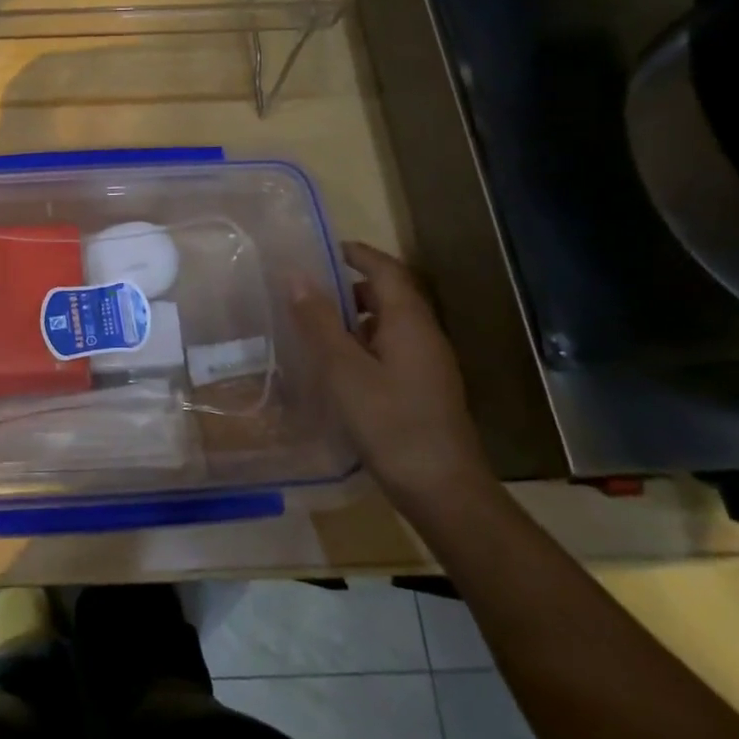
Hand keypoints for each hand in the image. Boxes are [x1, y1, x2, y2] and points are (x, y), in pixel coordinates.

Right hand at [292, 241, 494, 510]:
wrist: (444, 491)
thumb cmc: (390, 423)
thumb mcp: (343, 369)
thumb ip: (318, 321)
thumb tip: (295, 274)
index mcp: (409, 322)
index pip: (386, 270)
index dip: (357, 253)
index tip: (323, 248)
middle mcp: (424, 336)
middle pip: (390, 295)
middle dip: (351, 285)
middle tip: (309, 290)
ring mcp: (429, 365)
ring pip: (390, 325)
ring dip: (355, 317)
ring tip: (316, 328)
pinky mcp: (425, 390)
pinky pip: (392, 350)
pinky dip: (364, 344)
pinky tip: (339, 368)